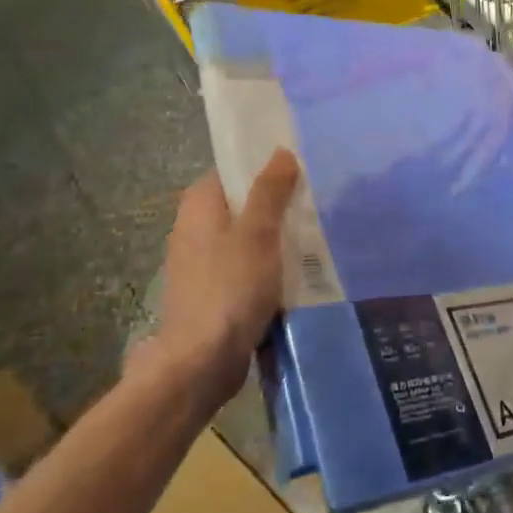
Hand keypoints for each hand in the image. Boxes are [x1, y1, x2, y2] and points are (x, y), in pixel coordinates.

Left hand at [141, 151, 300, 407]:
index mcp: (199, 206)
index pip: (233, 171)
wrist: (202, 361)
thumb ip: (269, 191)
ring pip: (248, 238)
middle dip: (277, 203)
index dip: (264, 166)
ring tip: (318, 234)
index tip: (301, 166)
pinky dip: (270, 266)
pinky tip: (299, 272)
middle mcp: (195, 229)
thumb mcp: (257, 233)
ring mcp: (203, 264)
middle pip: (242, 204)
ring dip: (277, 238)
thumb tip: (280, 151)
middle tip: (318, 200)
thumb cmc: (230, 288)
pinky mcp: (215, 293)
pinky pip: (248, 268)